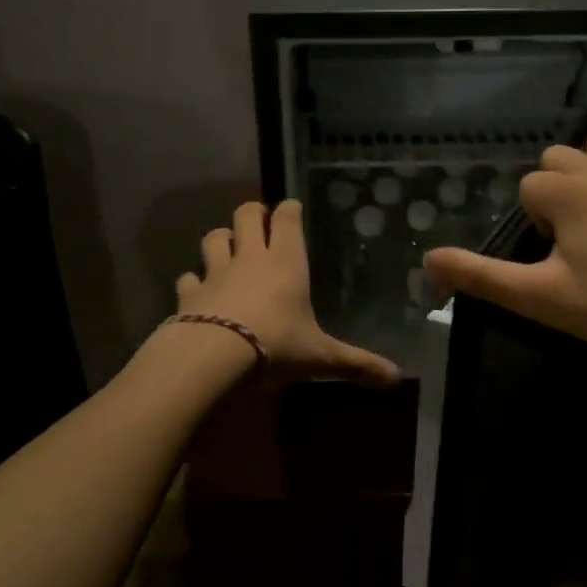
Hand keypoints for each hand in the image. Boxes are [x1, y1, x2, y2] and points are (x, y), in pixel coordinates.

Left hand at [175, 200, 400, 387]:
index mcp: (285, 262)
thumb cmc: (275, 346)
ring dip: (220, 238)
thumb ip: (356, 364)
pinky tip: (196, 289)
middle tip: (259, 220)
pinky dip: (192, 281)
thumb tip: (397, 378)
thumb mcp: (320, 357)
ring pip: (213, 238)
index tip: (292, 208)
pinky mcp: (189, 295)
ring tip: (227, 246)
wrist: (213, 358)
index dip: (289, 210)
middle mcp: (249, 258)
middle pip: (246, 215)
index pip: (286, 219)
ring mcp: (215, 273)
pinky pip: (188, 278)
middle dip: (252, 213)